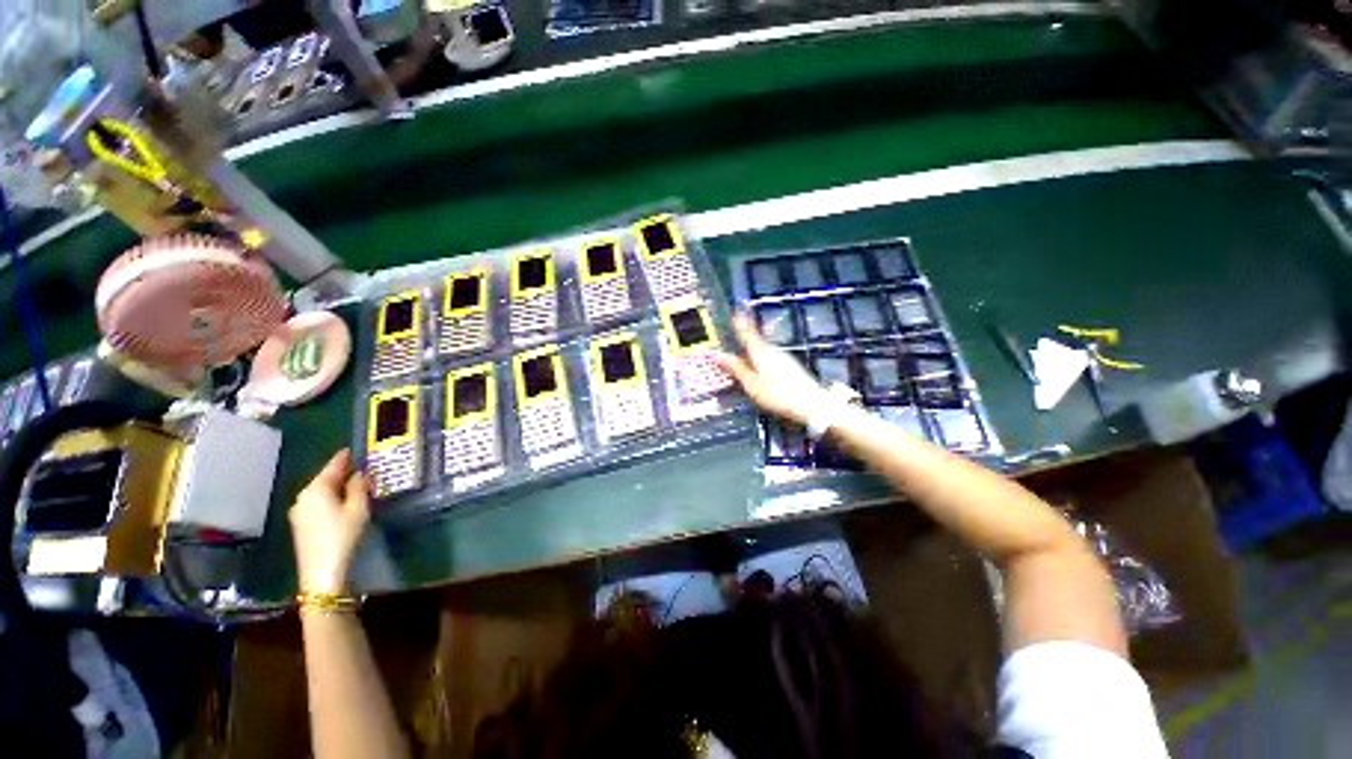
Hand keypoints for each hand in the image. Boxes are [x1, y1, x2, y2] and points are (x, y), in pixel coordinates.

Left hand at [289, 449, 369, 594]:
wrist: (322, 572)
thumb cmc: (342, 536)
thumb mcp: (358, 508)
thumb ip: (359, 487)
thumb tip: (360, 473)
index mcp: (316, 489)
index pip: (333, 465)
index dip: (346, 457)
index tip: (356, 448)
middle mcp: (303, 496)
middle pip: (325, 478)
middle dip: (342, 472)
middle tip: (361, 466)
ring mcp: (299, 511)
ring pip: (321, 491)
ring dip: (337, 486)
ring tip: (355, 483)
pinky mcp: (301, 524)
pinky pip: (317, 502)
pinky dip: (330, 497)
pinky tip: (342, 501)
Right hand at [715, 314, 831, 425]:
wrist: (811, 403)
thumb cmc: (777, 394)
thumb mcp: (751, 384)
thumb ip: (736, 369)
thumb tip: (718, 355)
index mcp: (760, 352)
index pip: (747, 333)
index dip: (740, 323)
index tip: (735, 312)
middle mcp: (772, 350)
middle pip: (756, 340)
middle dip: (746, 335)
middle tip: (737, 329)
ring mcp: (783, 357)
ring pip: (763, 349)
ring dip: (754, 348)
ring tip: (744, 351)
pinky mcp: (790, 366)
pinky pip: (770, 357)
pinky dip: (761, 358)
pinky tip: (759, 367)